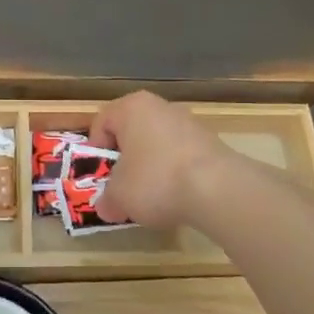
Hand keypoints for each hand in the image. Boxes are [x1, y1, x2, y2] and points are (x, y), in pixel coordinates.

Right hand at [89, 91, 234, 228]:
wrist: (217, 189)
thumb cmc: (155, 180)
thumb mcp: (119, 196)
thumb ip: (107, 199)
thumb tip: (106, 207)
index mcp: (132, 107)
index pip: (102, 122)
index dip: (95, 151)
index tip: (99, 177)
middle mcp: (160, 106)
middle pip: (132, 132)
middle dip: (125, 161)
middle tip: (122, 187)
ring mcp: (189, 122)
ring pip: (157, 144)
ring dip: (150, 168)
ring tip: (152, 197)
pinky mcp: (211, 142)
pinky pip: (181, 156)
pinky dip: (175, 174)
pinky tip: (177, 197)